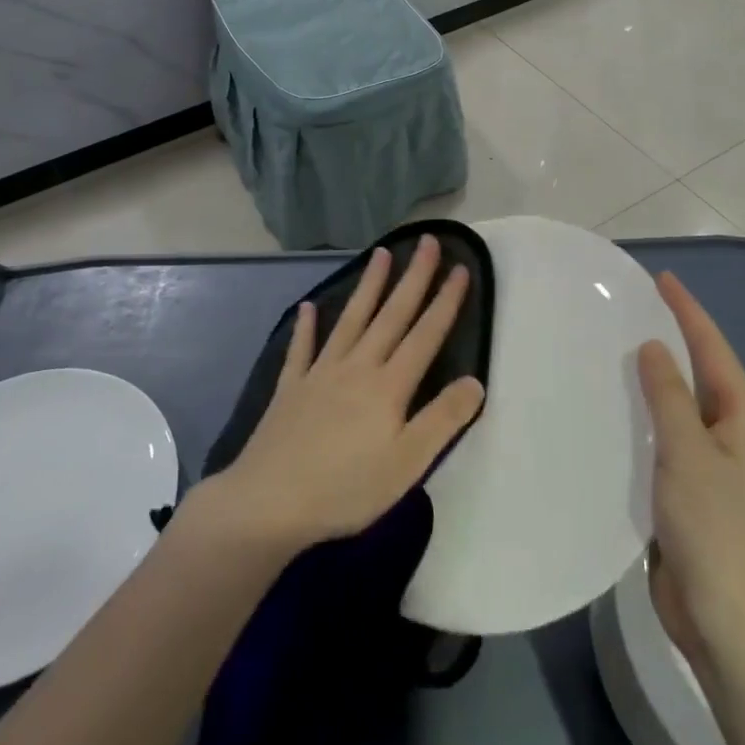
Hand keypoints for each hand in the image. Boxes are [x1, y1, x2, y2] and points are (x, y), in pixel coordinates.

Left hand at [207, 236, 485, 556]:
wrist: (268, 503)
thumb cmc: (345, 489)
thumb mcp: (407, 464)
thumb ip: (443, 420)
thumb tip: (476, 381)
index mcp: (388, 386)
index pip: (425, 334)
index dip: (446, 301)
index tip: (461, 268)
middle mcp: (357, 367)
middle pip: (391, 314)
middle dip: (413, 277)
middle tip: (427, 241)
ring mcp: (320, 373)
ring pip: (351, 319)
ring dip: (368, 285)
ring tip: (381, 253)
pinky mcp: (291, 388)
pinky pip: (301, 349)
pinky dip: (305, 327)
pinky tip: (308, 307)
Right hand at [637, 272, 744, 669]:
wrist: (730, 622)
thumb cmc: (715, 528)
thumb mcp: (688, 451)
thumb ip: (669, 395)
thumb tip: (653, 347)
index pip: (714, 351)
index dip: (688, 313)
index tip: (663, 279)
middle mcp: (737, 440)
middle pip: (704, 376)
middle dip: (675, 341)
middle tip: (636, 309)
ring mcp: (718, 470)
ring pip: (684, 409)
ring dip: (658, 380)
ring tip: (620, 351)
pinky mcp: (695, 496)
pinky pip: (670, 441)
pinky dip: (649, 419)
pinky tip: (620, 412)